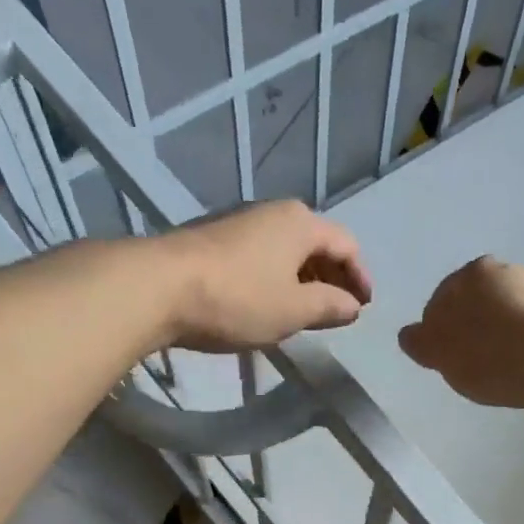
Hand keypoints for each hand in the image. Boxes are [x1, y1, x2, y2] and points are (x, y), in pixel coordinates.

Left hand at [162, 200, 372, 351]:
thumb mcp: (294, 310)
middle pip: (316, 243)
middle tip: (339, 309)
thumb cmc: (239, 298)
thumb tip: (352, 306)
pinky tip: (270, 302)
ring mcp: (241, 222)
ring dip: (304, 278)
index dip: (361, 277)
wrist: (160, 287)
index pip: (347, 245)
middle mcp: (273, 212)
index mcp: (301, 223)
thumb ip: (330, 306)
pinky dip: (277, 277)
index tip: (364, 307)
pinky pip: (261, 256)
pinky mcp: (214, 239)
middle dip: (333, 277)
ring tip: (307, 311)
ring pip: (286, 249)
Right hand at [398, 256, 523, 408]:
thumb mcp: (441, 354)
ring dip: (502, 332)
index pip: (441, 299)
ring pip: (508, 312)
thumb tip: (409, 334)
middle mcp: (506, 270)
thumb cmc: (491, 356)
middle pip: (477, 302)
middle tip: (471, 363)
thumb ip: (420, 342)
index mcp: (471, 274)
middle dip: (472, 326)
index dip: (439, 330)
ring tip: (502, 367)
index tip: (444, 357)